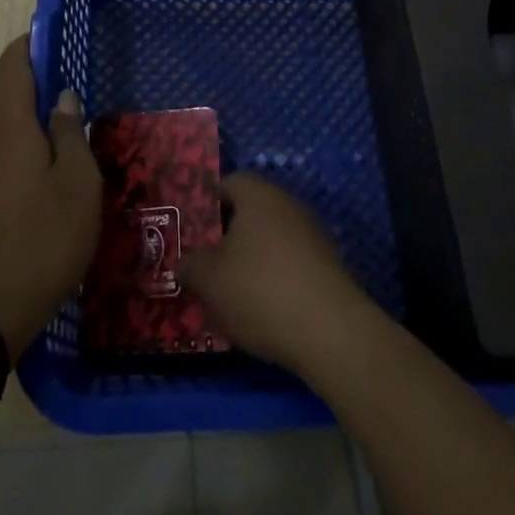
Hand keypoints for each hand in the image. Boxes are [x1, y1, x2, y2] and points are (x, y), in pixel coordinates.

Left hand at [0, 36, 99, 358]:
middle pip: (4, 89)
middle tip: (74, 90)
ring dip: (27, 115)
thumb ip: (71, 133)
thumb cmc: (42, 240)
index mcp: (7, 123)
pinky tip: (42, 169)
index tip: (61, 39)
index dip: (34, 43)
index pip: (13, 62)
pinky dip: (17, 142)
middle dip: (36, 81)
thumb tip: (62, 98)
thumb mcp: (77, 184)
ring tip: (64, 131)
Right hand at [183, 174, 370, 373]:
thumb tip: (184, 263)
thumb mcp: (209, 280)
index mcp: (258, 195)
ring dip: (251, 259)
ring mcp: (312, 235)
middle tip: (205, 262)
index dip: (206, 203)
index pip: (227, 183)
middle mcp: (288, 205)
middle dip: (226, 236)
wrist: (330, 332)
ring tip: (229, 292)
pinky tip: (262, 309)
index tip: (191, 231)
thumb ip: (190, 266)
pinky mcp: (328, 266)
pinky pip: (290, 263)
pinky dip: (274, 279)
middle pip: (250, 212)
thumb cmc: (260, 290)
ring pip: (270, 239)